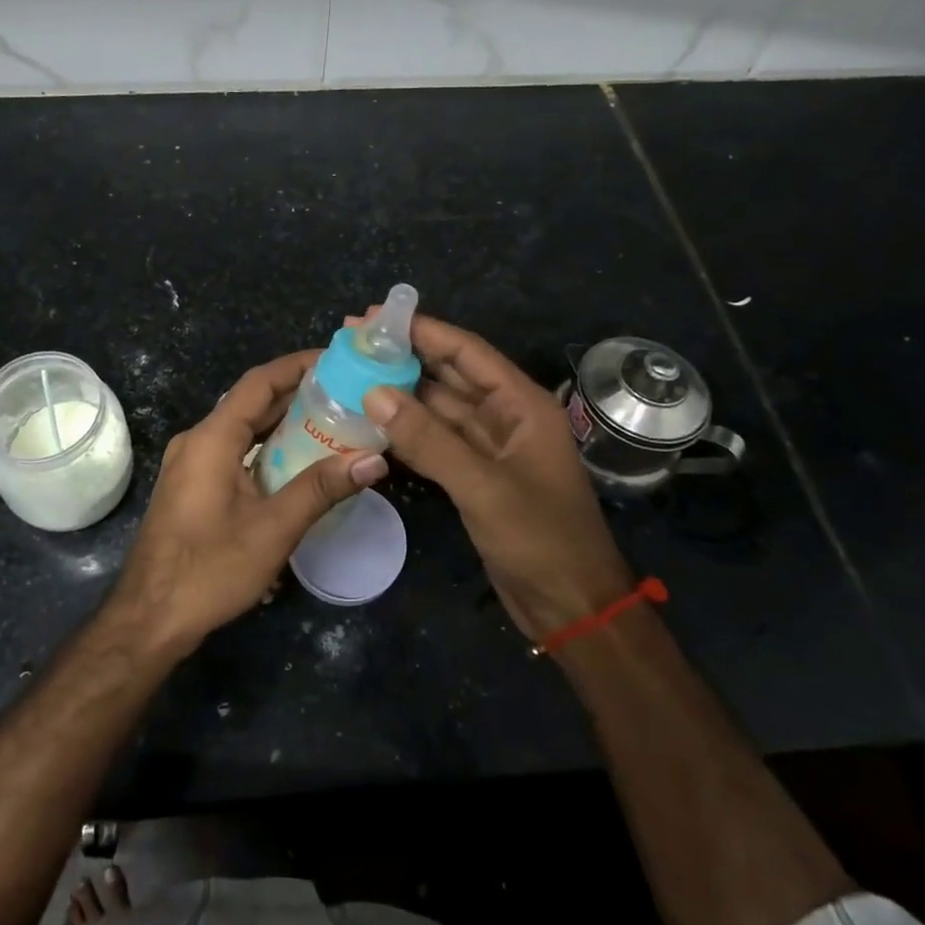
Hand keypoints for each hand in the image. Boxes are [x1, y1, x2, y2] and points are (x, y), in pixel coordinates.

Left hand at [107, 350, 387, 656]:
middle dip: (297, 393)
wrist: (149, 618)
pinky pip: (234, 450)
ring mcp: (191, 463)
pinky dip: (266, 446)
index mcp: (212, 438)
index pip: (259, 383)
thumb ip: (322, 489)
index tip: (336, 359)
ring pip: (243, 428)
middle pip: (251, 402)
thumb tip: (374, 460)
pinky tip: (298, 460)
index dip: (297, 365)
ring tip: (332, 419)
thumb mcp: (273, 529)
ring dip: (282, 421)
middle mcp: (197, 440)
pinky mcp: (192, 485)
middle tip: (346, 391)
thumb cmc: (209, 570)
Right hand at [358, 314, 632, 642]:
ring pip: (440, 408)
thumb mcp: (483, 486)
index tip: (373, 318)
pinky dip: (408, 430)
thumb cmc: (540, 539)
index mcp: (522, 405)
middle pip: (450, 375)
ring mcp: (491, 447)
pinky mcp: (477, 475)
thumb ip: (428, 439)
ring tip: (353, 376)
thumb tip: (373, 392)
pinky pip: (437, 441)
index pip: (466, 352)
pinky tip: (372, 422)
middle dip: (405, 357)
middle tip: (352, 344)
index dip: (422, 330)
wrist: (572, 607)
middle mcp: (506, 417)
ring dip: (402, 394)